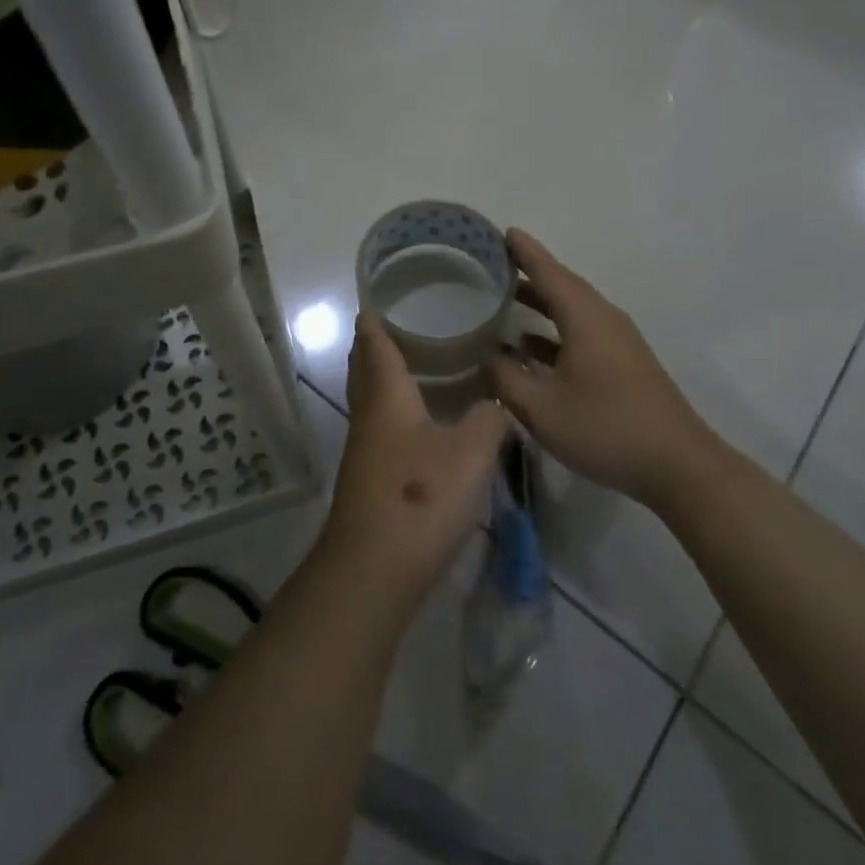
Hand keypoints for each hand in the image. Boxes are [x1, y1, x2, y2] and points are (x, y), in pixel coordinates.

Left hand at [317, 315, 510, 612]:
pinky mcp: (370, 476)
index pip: (374, 341)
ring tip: (421, 361)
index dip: (376, 316)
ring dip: (387, 375)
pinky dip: (396, 406)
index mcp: (386, 395)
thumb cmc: (420, 498)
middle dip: (378, 341)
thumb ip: (491, 418)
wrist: (373, 571)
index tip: (384, 294)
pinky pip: (381, 423)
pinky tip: (422, 419)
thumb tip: (498, 400)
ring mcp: (365, 447)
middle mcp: (369, 413)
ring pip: (372, 396)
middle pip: (365, 366)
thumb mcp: (471, 454)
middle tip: (409, 321)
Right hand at [485, 229, 720, 507]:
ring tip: (502, 297)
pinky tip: (527, 346)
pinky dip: (552, 329)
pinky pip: (580, 330)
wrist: (679, 466)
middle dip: (527, 272)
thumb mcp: (542, 408)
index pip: (548, 271)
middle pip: (561, 285)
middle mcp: (602, 319)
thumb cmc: (606, 428)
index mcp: (585, 318)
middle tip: (490, 263)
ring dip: (539, 301)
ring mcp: (616, 340)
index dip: (523, 251)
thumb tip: (487, 354)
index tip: (498, 231)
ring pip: (571, 309)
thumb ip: (506, 377)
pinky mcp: (621, 362)